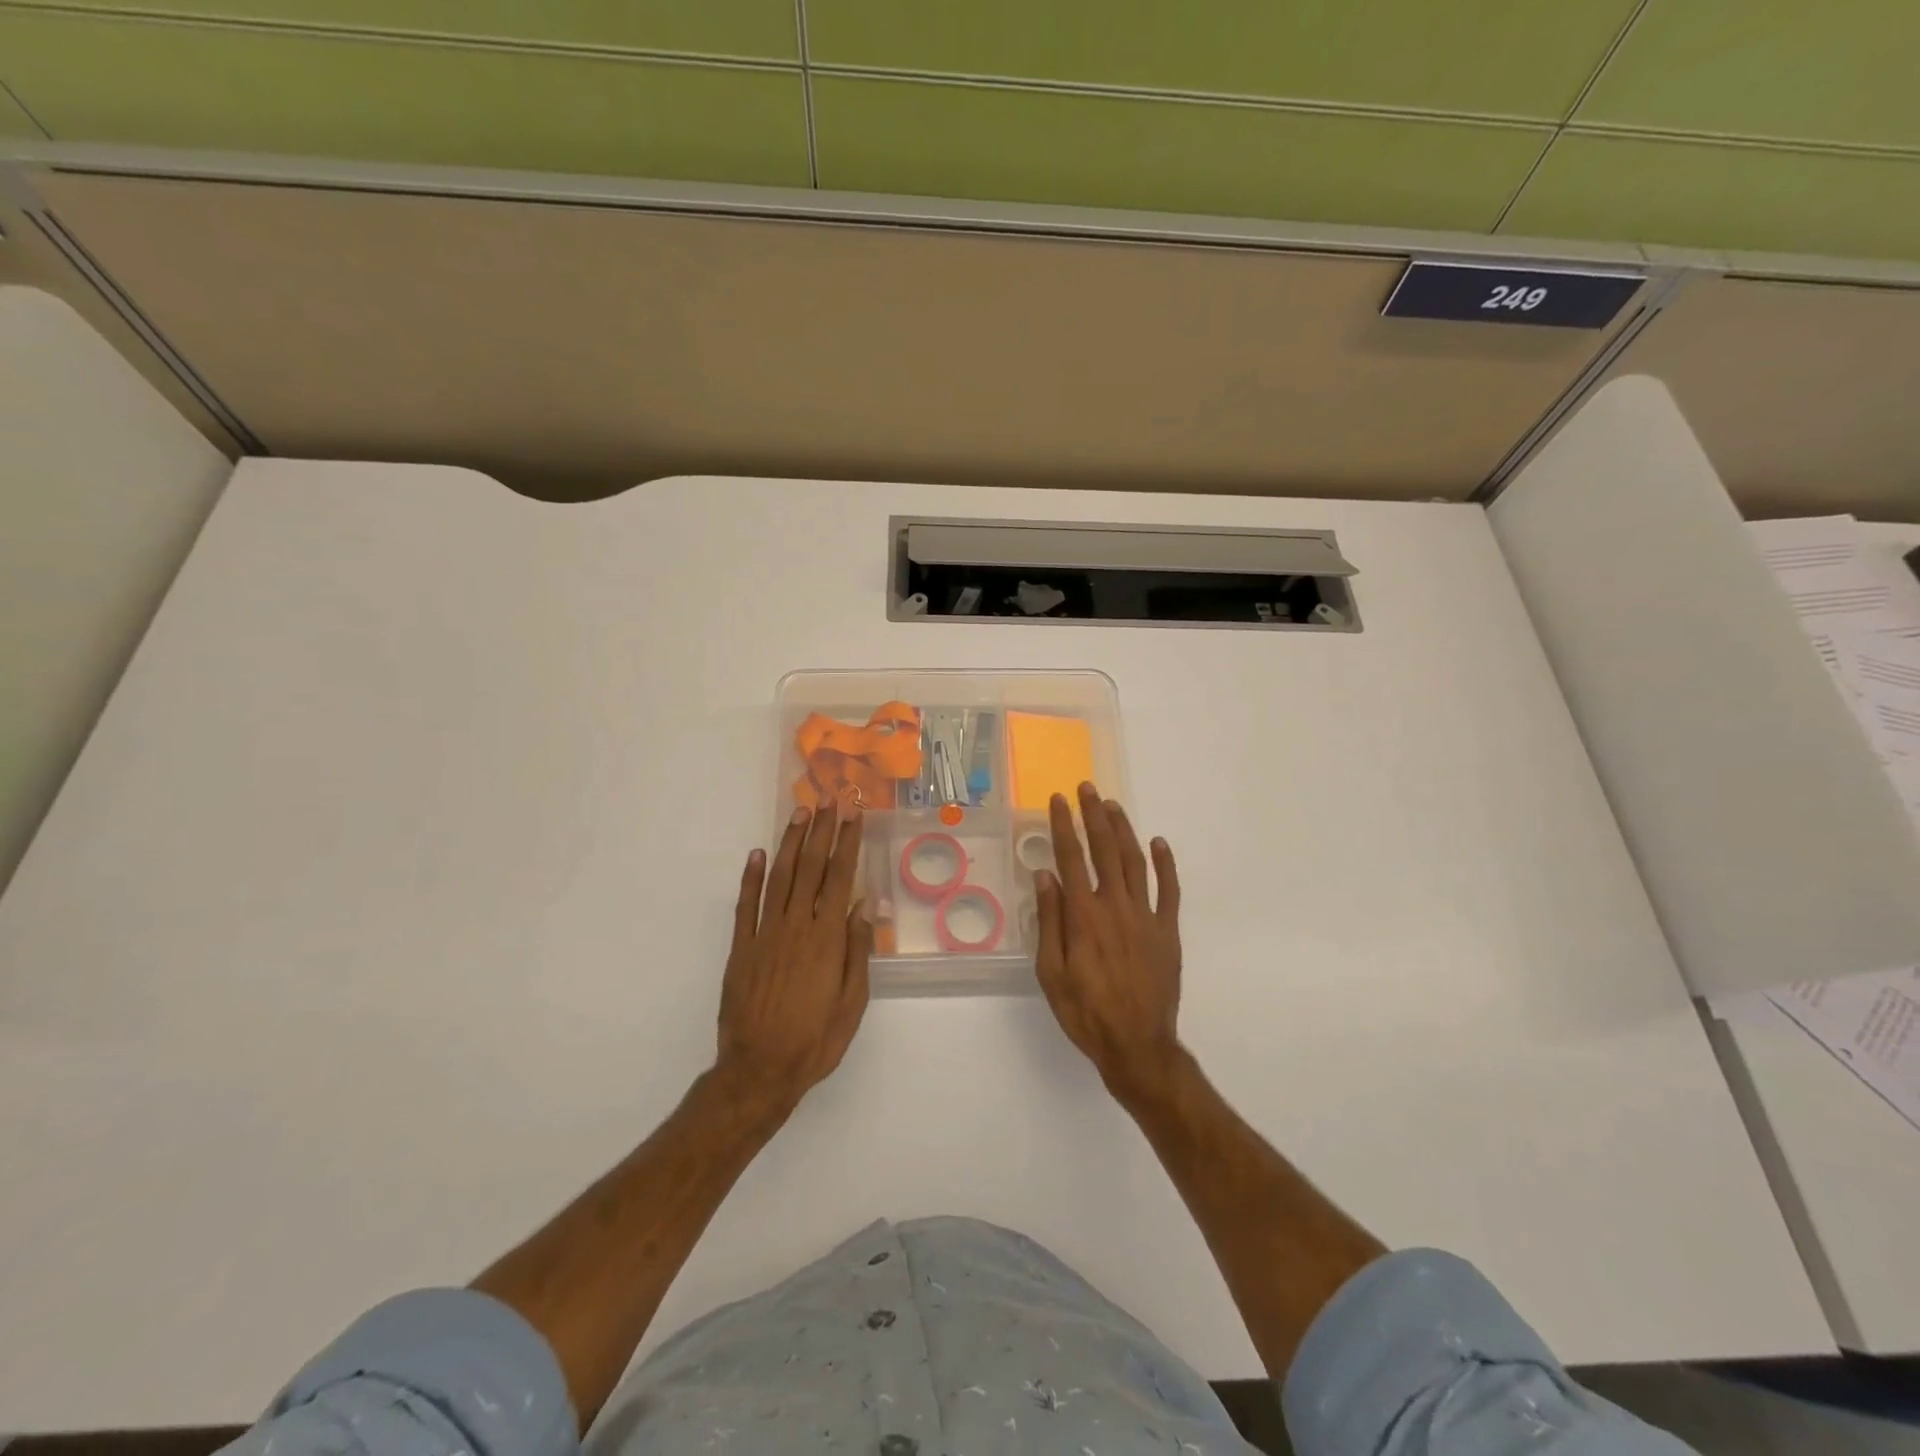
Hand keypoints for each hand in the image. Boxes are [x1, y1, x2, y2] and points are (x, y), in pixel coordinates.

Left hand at [716, 803, 872, 1118]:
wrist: (759, 1071)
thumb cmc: (815, 1040)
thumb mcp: (852, 1002)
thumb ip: (857, 950)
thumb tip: (865, 905)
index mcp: (826, 938)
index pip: (841, 877)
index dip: (848, 843)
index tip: (854, 814)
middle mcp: (795, 926)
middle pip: (811, 868)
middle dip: (822, 831)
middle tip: (829, 800)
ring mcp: (764, 935)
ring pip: (780, 877)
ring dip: (791, 843)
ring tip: (800, 814)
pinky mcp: (740, 948)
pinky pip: (745, 905)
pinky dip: (750, 877)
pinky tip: (757, 854)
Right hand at [1034, 783, 1183, 1102]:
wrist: (1137, 1045)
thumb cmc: (1085, 1012)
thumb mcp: (1051, 972)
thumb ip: (1049, 921)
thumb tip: (1045, 875)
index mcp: (1084, 915)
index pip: (1071, 857)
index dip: (1063, 825)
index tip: (1058, 800)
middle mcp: (1115, 906)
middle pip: (1105, 850)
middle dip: (1094, 815)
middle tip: (1087, 788)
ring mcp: (1146, 916)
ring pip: (1135, 861)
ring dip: (1124, 830)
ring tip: (1112, 806)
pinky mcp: (1168, 931)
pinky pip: (1170, 890)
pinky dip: (1165, 864)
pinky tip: (1159, 843)